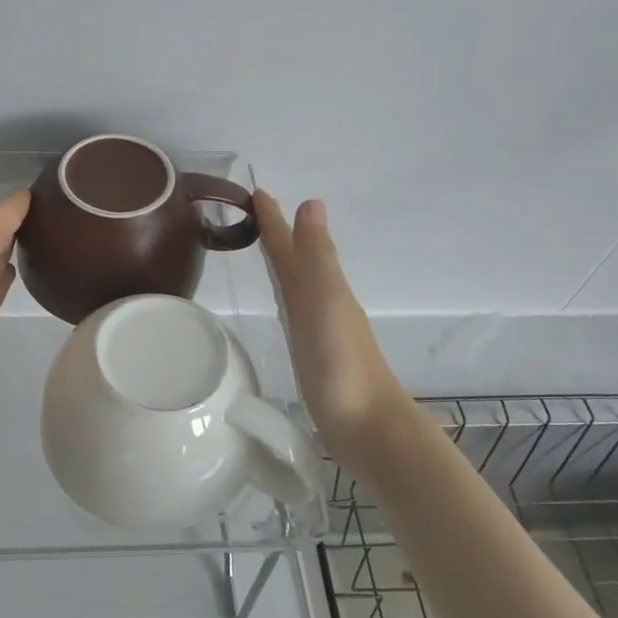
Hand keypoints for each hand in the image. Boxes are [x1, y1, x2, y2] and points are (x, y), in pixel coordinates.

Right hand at [255, 191, 409, 469]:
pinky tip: (283, 305)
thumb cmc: (343, 362)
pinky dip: (285, 298)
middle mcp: (321, 303)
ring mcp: (318, 331)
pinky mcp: (312, 357)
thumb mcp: (327, 300)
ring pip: (295, 285)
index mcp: (322, 287)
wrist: (366, 426)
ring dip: (283, 264)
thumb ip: (317, 256)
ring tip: (265, 250)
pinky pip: (293, 313)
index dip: (275, 221)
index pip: (292, 246)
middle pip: (295, 262)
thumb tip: (311, 202)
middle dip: (277, 237)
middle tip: (252, 213)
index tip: (257, 192)